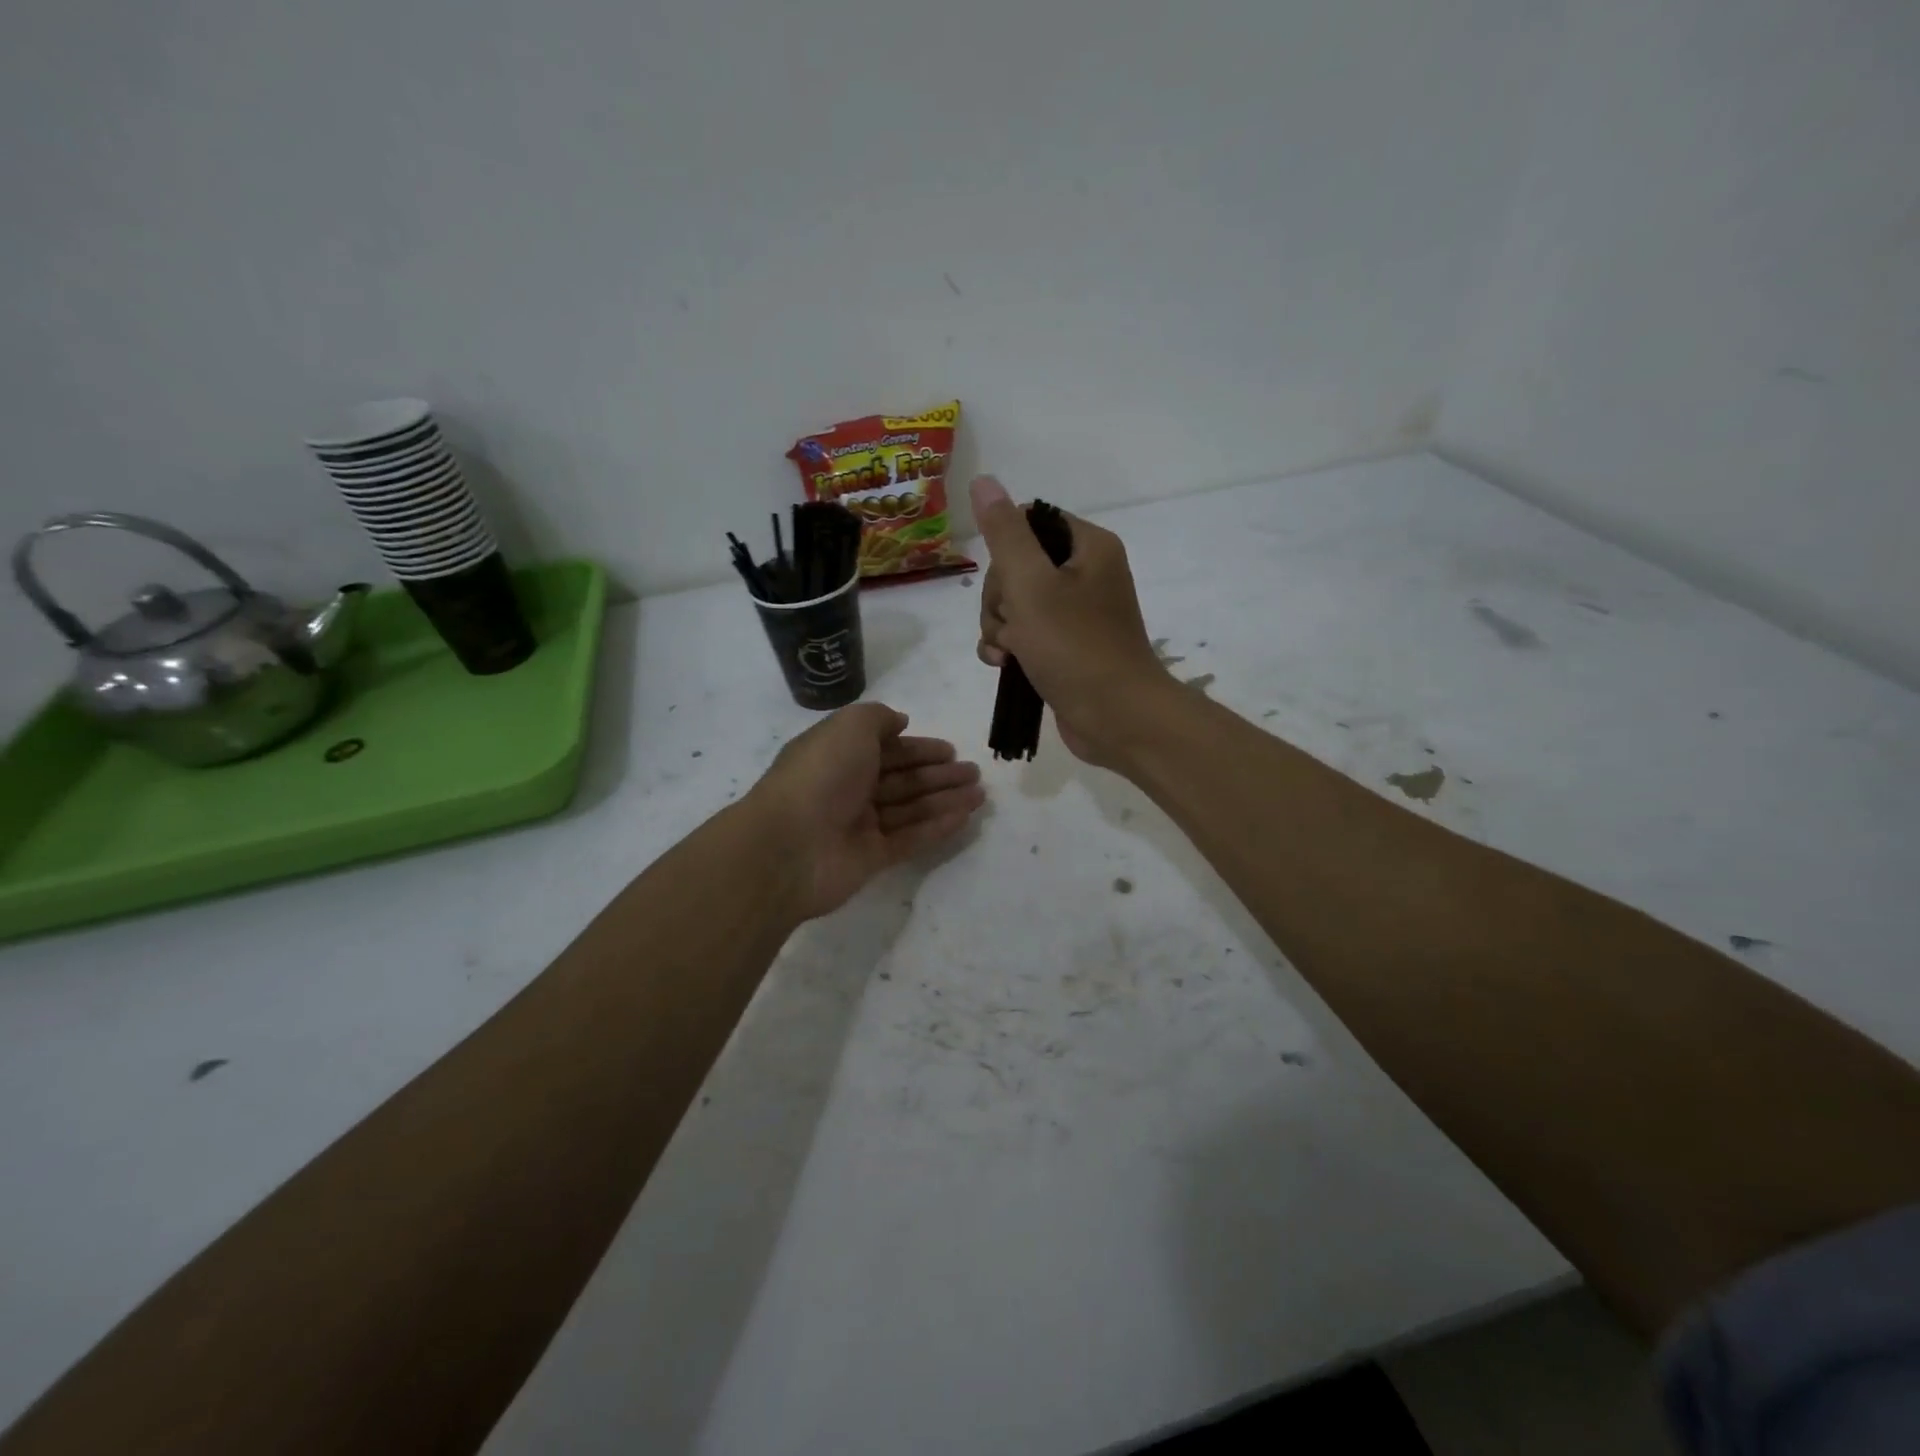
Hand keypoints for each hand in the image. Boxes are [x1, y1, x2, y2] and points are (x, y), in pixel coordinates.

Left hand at [747, 702, 985, 919]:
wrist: (789, 846)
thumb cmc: (820, 775)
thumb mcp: (848, 726)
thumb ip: (877, 718)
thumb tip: (900, 722)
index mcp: (838, 755)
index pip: (885, 749)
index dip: (918, 748)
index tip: (950, 750)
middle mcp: (848, 788)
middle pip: (902, 779)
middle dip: (938, 774)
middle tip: (974, 772)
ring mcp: (859, 825)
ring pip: (910, 808)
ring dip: (945, 799)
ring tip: (980, 794)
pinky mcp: (870, 857)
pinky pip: (910, 838)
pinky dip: (937, 827)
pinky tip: (964, 817)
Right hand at [970, 476, 1165, 764]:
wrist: (1115, 718)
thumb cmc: (1074, 646)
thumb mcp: (1031, 584)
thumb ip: (1004, 533)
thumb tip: (983, 481)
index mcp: (1089, 546)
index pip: (1030, 523)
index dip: (1005, 551)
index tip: (1006, 582)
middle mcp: (1087, 574)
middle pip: (1018, 566)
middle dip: (1000, 598)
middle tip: (1009, 624)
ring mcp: (1077, 614)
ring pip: (1016, 604)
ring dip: (999, 626)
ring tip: (1007, 652)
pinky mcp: (1067, 647)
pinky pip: (1026, 634)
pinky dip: (1010, 647)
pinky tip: (1004, 665)